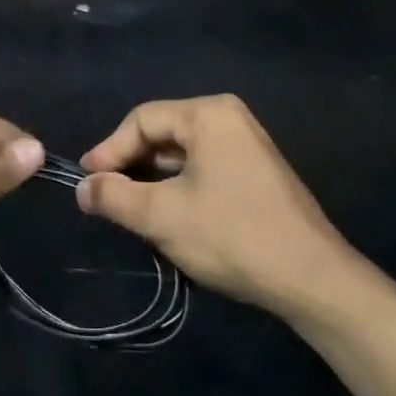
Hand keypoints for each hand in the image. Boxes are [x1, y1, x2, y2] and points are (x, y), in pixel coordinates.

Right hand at [75, 95, 361, 318]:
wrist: (312, 280)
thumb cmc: (232, 236)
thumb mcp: (160, 216)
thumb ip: (113, 196)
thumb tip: (83, 188)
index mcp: (208, 115)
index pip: (141, 120)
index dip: (108, 150)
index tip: (87, 183)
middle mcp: (229, 119)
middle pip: (161, 134)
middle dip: (130, 166)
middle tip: (105, 197)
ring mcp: (246, 145)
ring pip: (180, 155)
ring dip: (151, 180)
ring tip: (129, 210)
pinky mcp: (255, 173)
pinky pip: (202, 169)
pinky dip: (177, 187)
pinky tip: (166, 216)